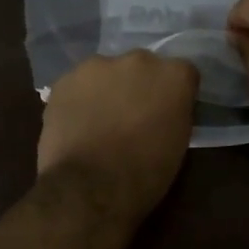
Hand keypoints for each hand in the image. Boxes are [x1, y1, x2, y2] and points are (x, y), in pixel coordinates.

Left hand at [37, 51, 199, 220]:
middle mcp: (139, 59)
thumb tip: (165, 109)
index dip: (174, 94)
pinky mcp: (66, 79)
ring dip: (107, 89)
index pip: (182, 74)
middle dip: (139, 86)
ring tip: (99, 121)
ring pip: (106, 72)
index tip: (167, 112)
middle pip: (142, 67)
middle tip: (132, 115)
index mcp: (174, 75)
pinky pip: (78, 85)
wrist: (89, 188)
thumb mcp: (178, 143)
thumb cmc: (144, 174)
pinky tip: (76, 124)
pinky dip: (79, 99)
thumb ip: (174, 112)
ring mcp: (98, 65)